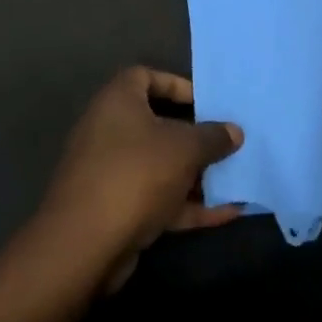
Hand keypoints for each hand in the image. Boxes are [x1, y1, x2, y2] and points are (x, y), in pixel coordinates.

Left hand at [41, 67, 243, 290]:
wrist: (85, 244)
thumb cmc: (136, 174)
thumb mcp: (184, 149)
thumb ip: (212, 137)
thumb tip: (234, 131)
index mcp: (118, 102)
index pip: (145, 76)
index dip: (176, 85)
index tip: (206, 102)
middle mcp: (109, 131)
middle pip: (157, 124)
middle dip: (194, 136)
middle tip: (226, 142)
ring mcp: (111, 173)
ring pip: (160, 166)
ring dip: (196, 174)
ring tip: (236, 178)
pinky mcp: (116, 210)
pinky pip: (158, 199)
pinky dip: (189, 205)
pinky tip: (228, 213)